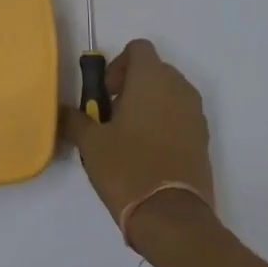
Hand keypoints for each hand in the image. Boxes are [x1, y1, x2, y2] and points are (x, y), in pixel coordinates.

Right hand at [61, 39, 214, 232]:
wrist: (172, 217)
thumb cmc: (127, 168)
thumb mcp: (90, 143)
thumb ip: (75, 119)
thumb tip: (64, 112)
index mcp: (152, 79)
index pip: (138, 49)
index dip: (118, 64)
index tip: (106, 93)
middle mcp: (179, 88)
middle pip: (155, 70)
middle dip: (133, 85)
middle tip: (112, 114)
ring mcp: (195, 114)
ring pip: (169, 94)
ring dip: (149, 104)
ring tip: (128, 135)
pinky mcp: (203, 139)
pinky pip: (181, 117)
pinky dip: (165, 123)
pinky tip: (147, 153)